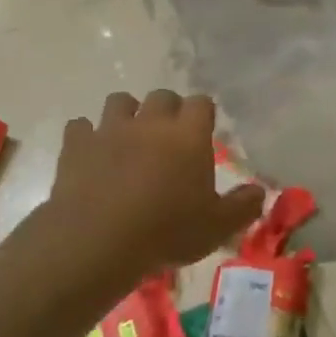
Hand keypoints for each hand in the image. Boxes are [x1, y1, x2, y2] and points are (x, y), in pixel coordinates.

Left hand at [51, 91, 264, 272]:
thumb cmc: (166, 232)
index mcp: (188, 135)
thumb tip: (259, 191)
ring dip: (126, 115)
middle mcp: (150, 122)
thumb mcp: (217, 227)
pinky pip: (80, 127)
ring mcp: (110, 129)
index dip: (203, 114)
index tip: (203, 131)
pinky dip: (86, 137)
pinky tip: (90, 155)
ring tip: (128, 139)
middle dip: (167, 110)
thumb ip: (243, 206)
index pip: (201, 103)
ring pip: (119, 101)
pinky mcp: (76, 144)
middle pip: (162, 96)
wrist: (98, 240)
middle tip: (168, 138)